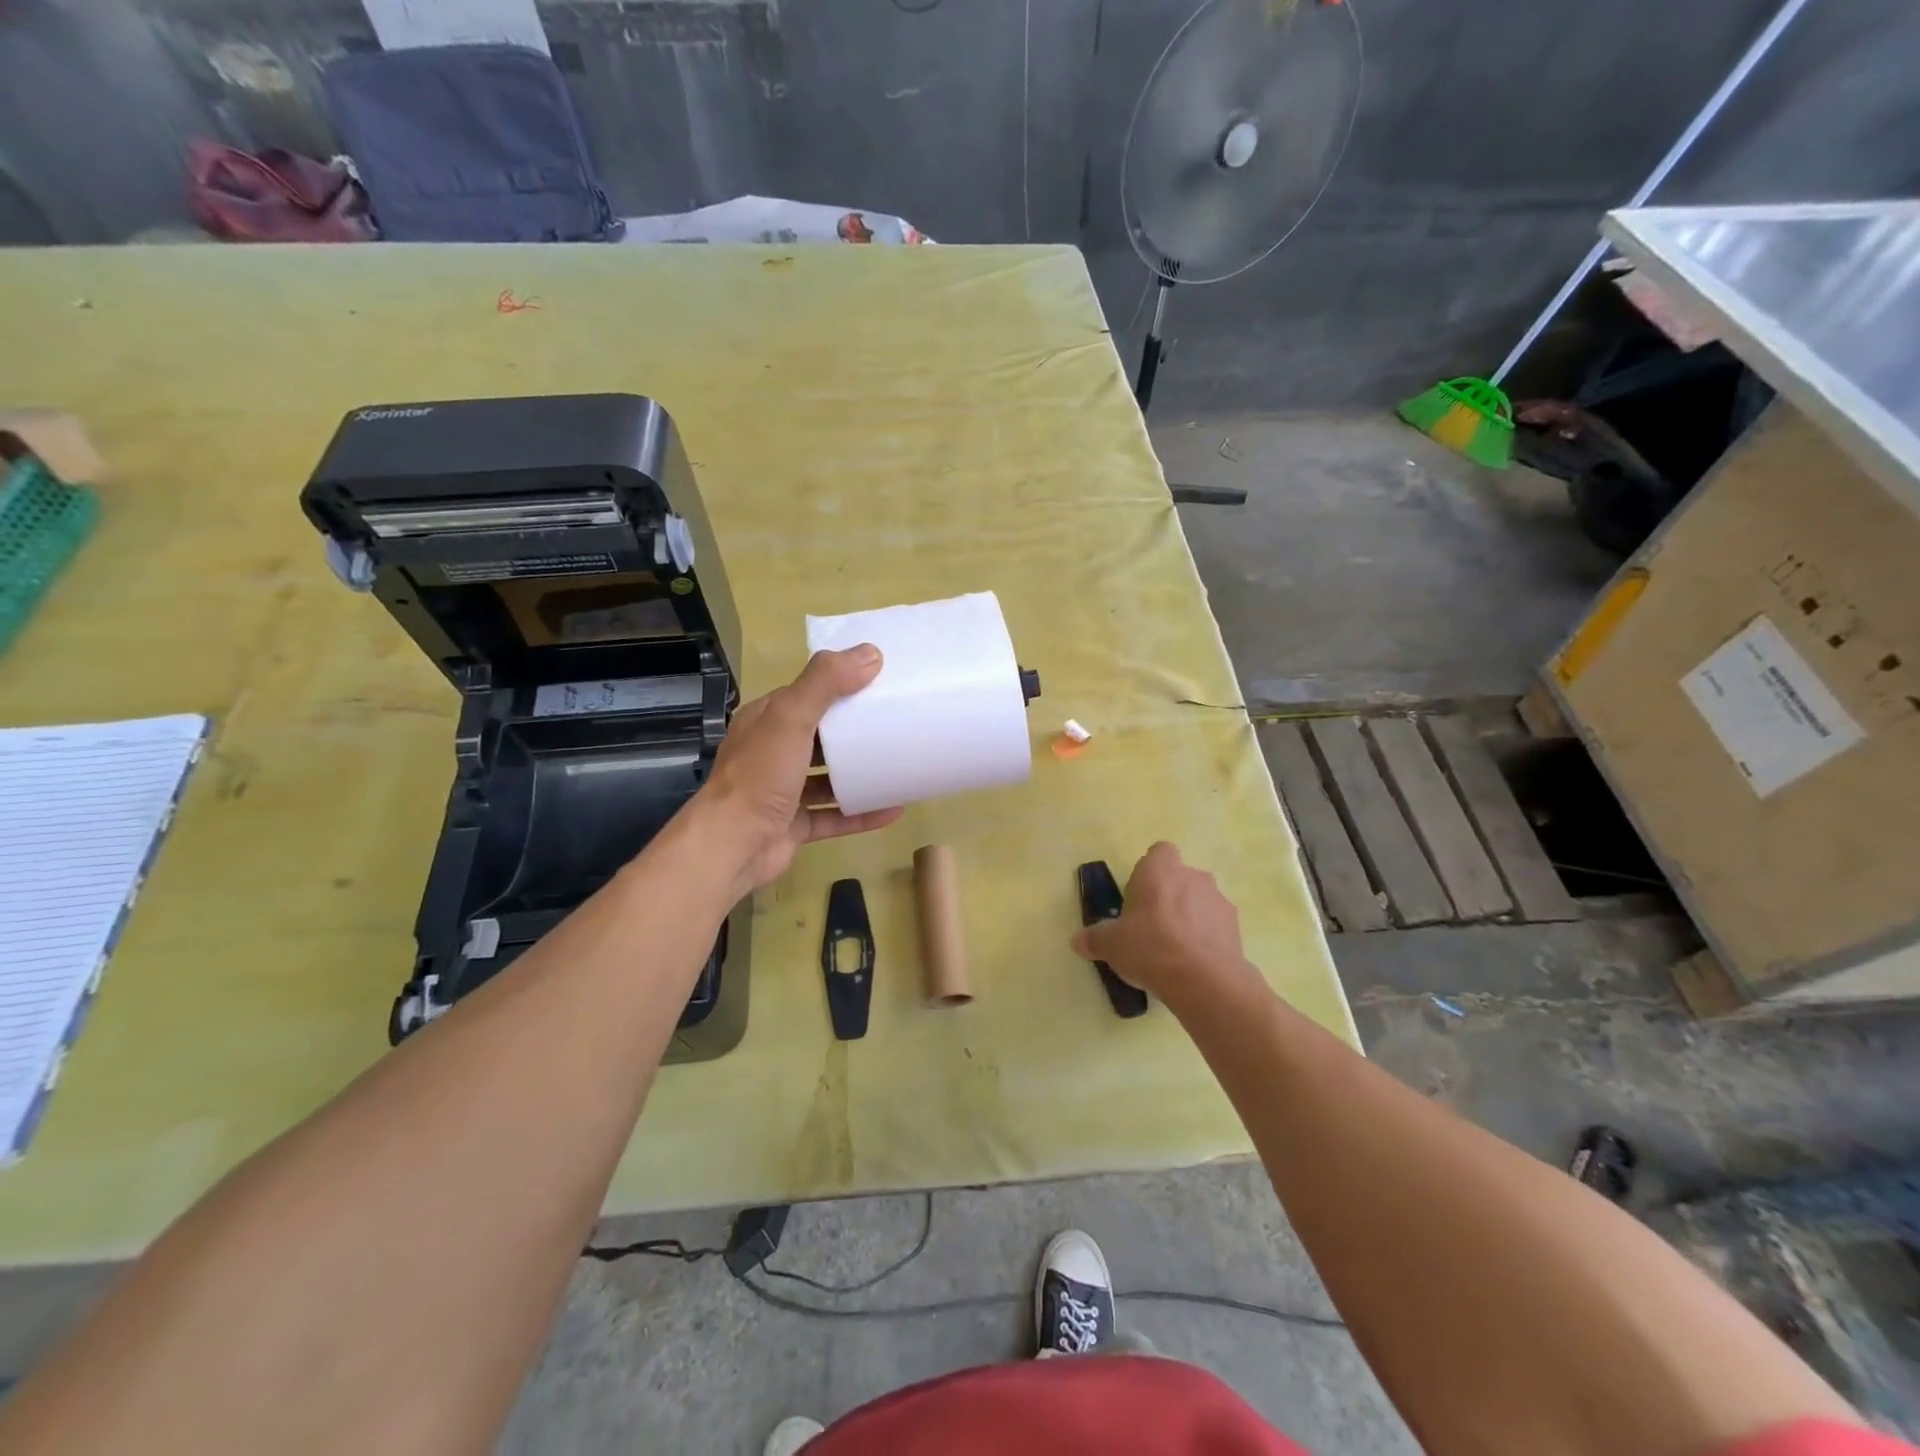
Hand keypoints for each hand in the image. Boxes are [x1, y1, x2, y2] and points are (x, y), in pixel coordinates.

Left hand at [700, 646, 902, 895]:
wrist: (733, 846)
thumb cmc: (760, 775)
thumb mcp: (791, 717)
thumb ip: (825, 682)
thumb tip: (870, 654)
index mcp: (767, 721)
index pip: (806, 695)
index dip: (840, 686)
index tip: (880, 683)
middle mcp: (773, 753)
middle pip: (820, 736)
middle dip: (854, 731)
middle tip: (897, 722)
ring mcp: (783, 792)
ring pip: (828, 779)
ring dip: (860, 774)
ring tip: (899, 765)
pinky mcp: (795, 826)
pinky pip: (835, 816)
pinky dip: (862, 814)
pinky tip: (894, 810)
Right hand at [1070, 843, 1266, 1012]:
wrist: (1203, 980)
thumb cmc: (1150, 946)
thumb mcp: (1111, 944)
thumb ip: (1095, 938)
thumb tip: (1078, 941)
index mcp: (1160, 869)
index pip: (1159, 852)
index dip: (1149, 872)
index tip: (1139, 897)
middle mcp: (1193, 875)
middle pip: (1179, 878)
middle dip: (1168, 897)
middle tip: (1151, 927)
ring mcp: (1218, 900)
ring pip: (1200, 902)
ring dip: (1189, 918)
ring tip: (1174, 951)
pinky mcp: (1236, 927)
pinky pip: (1215, 926)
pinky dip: (1206, 939)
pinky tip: (1194, 964)